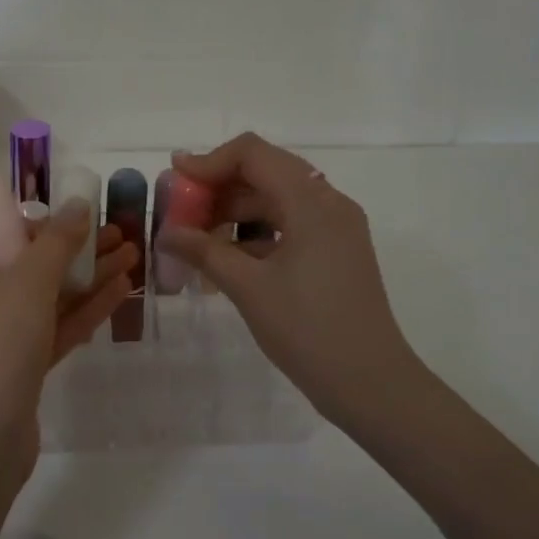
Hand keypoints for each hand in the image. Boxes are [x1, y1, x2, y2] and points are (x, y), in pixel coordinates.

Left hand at [0, 201, 138, 474]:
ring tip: (132, 254)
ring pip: (49, 293)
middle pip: (30, 257)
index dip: (34, 214)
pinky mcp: (22, 364)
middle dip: (75, 244)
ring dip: (89, 274)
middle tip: (120, 230)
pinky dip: (86, 308)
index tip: (75, 210)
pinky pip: (56, 325)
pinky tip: (121, 290)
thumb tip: (78, 206)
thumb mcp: (26, 284)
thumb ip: (56, 242)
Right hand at [157, 133, 421, 429]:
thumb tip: (167, 232)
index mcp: (312, 203)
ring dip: (236, 211)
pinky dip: (257, 233)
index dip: (210, 161)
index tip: (174, 180)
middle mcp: (329, 203)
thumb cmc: (308, 331)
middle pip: (266, 172)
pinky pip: (290, 225)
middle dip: (219, 187)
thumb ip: (205, 251)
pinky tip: (227, 259)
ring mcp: (336, 228)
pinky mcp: (336, 251)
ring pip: (277, 199)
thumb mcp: (249, 288)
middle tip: (182, 212)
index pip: (254, 154)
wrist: (371, 384)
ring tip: (198, 239)